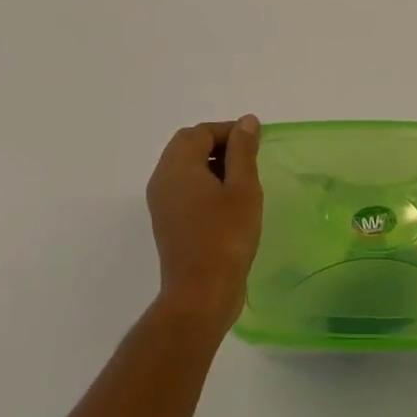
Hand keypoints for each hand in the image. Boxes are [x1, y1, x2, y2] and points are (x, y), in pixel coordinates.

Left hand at [147, 117, 262, 333]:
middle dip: (218, 143)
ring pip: (184, 166)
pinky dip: (202, 182)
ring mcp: (161, 203)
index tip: (255, 142)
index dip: (228, 130)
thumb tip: (246, 121)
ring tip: (241, 179)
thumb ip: (243, 150)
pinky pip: (182, 187)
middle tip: (248, 157)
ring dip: (210, 163)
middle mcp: (162, 179)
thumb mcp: (243, 188)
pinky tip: (227, 201)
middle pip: (187, 145)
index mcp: (178, 167)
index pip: (200, 132)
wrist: (201, 295)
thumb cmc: (226, 237)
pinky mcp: (167, 222)